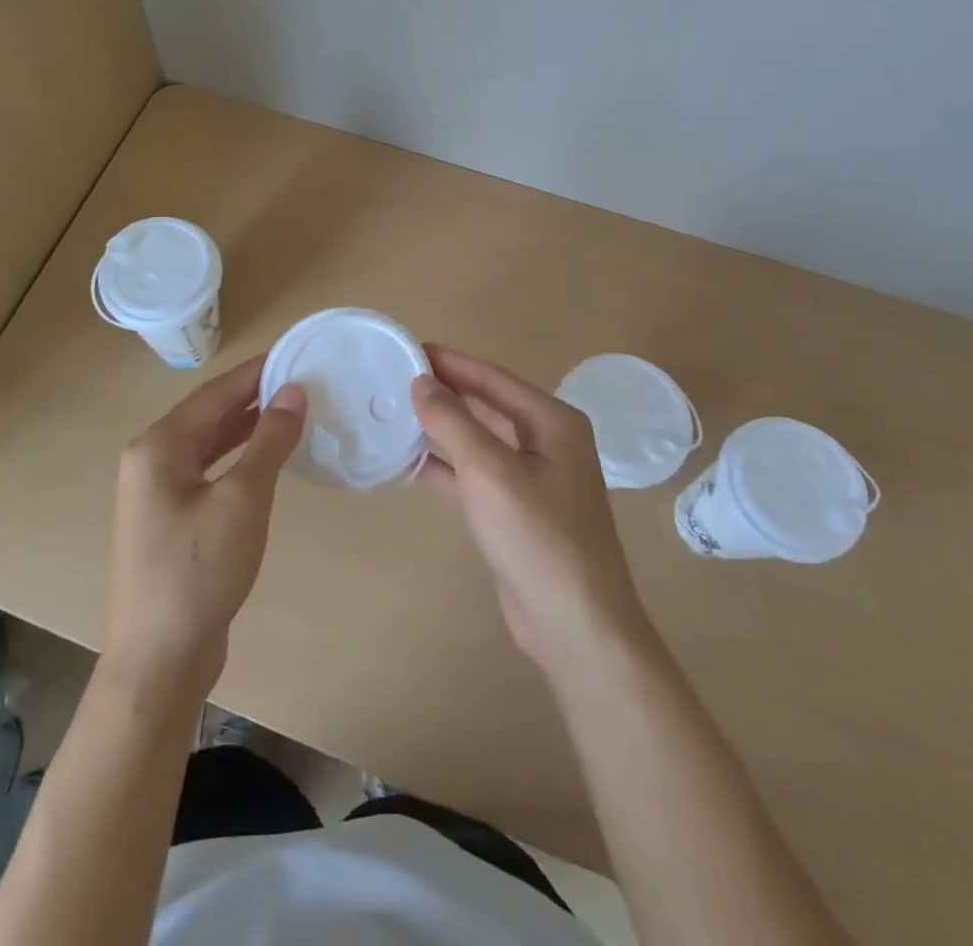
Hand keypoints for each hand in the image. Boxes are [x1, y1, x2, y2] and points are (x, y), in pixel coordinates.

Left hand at [100, 353, 305, 701]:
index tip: (295, 354)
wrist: (159, 660)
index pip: (215, 393)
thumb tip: (294, 391)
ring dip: (246, 427)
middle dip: (253, 397)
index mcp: (158, 447)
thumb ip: (269, 441)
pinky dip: (236, 458)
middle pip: (208, 414)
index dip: (256, 372)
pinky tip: (264, 459)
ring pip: (208, 443)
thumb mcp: (243, 501)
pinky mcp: (168, 519)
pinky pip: (207, 471)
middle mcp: (150, 460)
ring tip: (290, 411)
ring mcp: (156, 492)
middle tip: (301, 382)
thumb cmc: (199, 572)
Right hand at [412, 345, 649, 673]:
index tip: (410, 347)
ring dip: (443, 428)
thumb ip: (454, 421)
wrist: (575, 624)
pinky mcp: (517, 512)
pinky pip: (476, 475)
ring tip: (397, 413)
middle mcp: (547, 443)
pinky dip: (446, 466)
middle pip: (488, 405)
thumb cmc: (537, 536)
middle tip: (397, 377)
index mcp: (552, 422)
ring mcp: (534, 480)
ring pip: (480, 441)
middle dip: (446, 392)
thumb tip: (422, 382)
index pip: (494, 378)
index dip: (452, 362)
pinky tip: (411, 462)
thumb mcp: (490, 470)